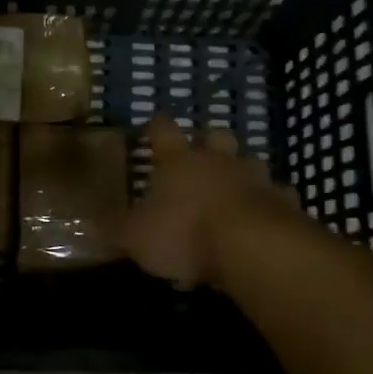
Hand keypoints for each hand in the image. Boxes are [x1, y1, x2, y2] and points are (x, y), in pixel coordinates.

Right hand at [112, 117, 297, 287]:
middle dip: (207, 141)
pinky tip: (268, 215)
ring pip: (249, 161)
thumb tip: (88, 221)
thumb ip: (114, 227)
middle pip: (214, 136)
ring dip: (241, 171)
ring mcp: (254, 177)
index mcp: (178, 161)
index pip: (163, 131)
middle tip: (201, 155)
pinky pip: (279, 194)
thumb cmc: (185, 233)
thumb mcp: (135, 236)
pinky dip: (272, 202)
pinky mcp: (283, 201)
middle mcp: (217, 160)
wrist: (253, 246)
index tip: (152, 127)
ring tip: (235, 188)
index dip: (156, 127)